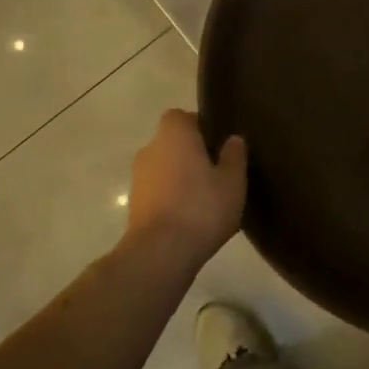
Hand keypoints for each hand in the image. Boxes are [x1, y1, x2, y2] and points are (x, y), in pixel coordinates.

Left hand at [123, 109, 246, 262]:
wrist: (161, 252)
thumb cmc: (201, 207)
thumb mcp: (232, 181)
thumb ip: (234, 156)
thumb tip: (233, 139)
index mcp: (174, 135)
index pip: (181, 116)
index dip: (198, 126)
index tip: (216, 143)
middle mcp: (150, 149)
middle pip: (171, 142)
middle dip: (190, 153)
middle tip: (215, 171)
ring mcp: (138, 178)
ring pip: (163, 168)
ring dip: (179, 177)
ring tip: (205, 197)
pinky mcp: (134, 205)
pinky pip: (157, 191)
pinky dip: (170, 197)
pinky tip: (191, 216)